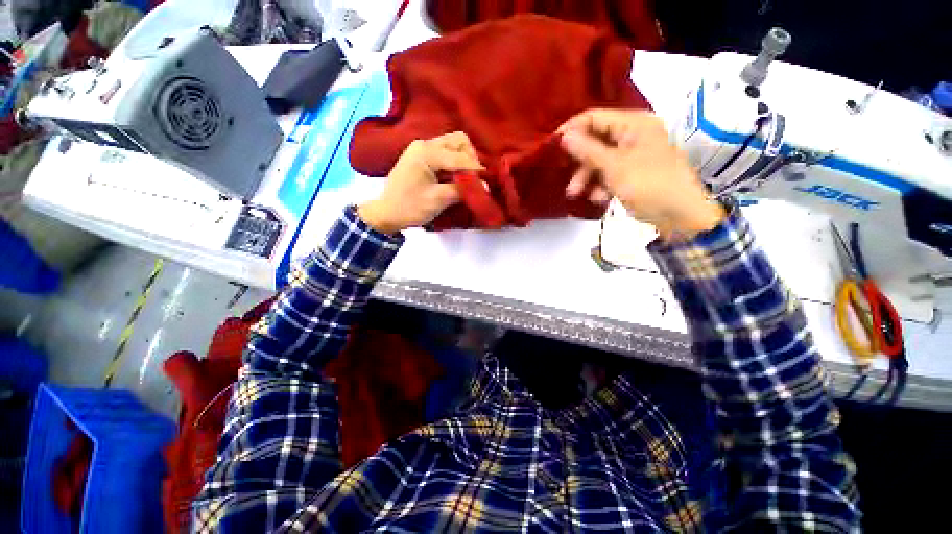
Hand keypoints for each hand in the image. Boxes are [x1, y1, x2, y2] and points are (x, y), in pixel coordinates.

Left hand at [358, 132, 482, 233]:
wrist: (387, 213)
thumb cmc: (410, 207)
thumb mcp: (437, 200)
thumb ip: (461, 190)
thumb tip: (485, 186)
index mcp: (426, 152)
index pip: (459, 156)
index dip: (476, 169)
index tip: (489, 181)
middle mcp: (424, 144)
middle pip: (458, 141)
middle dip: (471, 158)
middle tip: (475, 178)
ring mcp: (422, 149)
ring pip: (453, 145)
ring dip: (464, 159)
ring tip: (468, 178)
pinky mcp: (422, 157)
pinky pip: (446, 153)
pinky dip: (456, 162)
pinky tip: (458, 176)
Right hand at [558, 109, 724, 240]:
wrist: (680, 214)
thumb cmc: (648, 184)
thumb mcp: (614, 167)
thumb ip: (587, 150)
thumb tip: (564, 136)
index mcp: (633, 124)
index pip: (595, 117)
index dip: (572, 129)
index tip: (552, 145)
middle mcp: (633, 134)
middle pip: (596, 141)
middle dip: (579, 162)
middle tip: (565, 176)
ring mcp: (633, 154)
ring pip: (600, 160)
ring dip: (587, 177)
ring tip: (576, 194)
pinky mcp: (633, 172)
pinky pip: (609, 173)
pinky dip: (600, 184)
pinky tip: (598, 198)